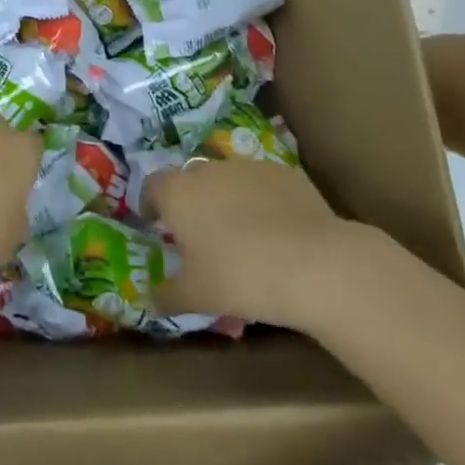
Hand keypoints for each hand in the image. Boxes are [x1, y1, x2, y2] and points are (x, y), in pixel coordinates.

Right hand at [148, 158, 355, 329]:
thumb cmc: (239, 277)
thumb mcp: (196, 296)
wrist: (313, 263)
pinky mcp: (283, 172)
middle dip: (192, 202)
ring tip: (242, 234)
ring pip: (228, 179)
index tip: (156, 225)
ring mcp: (248, 166)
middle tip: (201, 235)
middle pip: (190, 179)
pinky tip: (277, 232)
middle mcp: (208, 169)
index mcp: (177, 192)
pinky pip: (262, 185)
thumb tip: (151, 298)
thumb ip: (167, 295)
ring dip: (227, 199)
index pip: (152, 187)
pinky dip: (262, 201)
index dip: (151, 205)